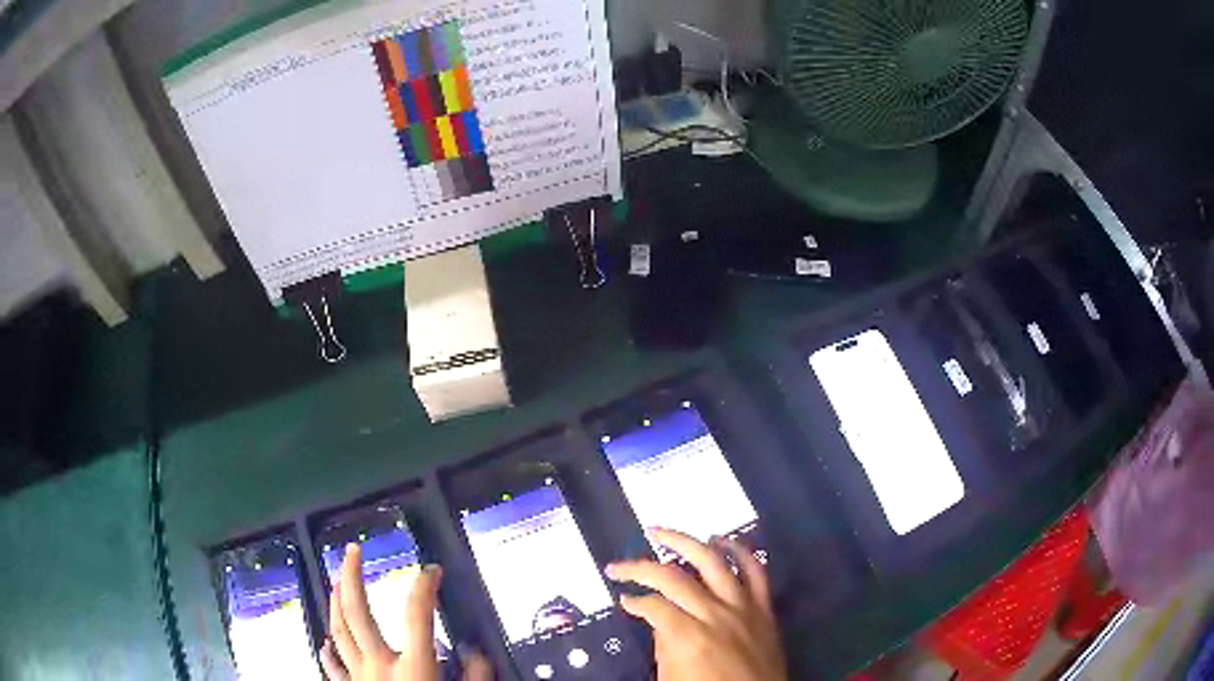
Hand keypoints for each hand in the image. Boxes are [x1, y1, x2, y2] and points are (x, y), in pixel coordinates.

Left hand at [321, 543, 491, 680]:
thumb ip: (477, 676)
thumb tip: (474, 650)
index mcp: (413, 667)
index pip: (417, 614)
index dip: (425, 587)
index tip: (432, 569)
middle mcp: (379, 665)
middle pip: (358, 612)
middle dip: (352, 577)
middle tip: (352, 550)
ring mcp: (359, 678)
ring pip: (338, 631)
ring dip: (335, 602)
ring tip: (336, 580)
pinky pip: (333, 665)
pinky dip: (329, 649)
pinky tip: (326, 640)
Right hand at [606, 529, 785, 680]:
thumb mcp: (672, 678)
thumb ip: (663, 646)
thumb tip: (658, 619)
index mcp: (689, 637)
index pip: (652, 606)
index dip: (633, 601)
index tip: (623, 599)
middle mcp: (715, 614)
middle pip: (674, 578)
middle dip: (640, 567)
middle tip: (620, 564)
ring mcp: (743, 607)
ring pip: (713, 562)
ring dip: (685, 542)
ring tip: (661, 532)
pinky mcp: (765, 608)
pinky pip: (755, 571)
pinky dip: (739, 551)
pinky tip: (721, 539)